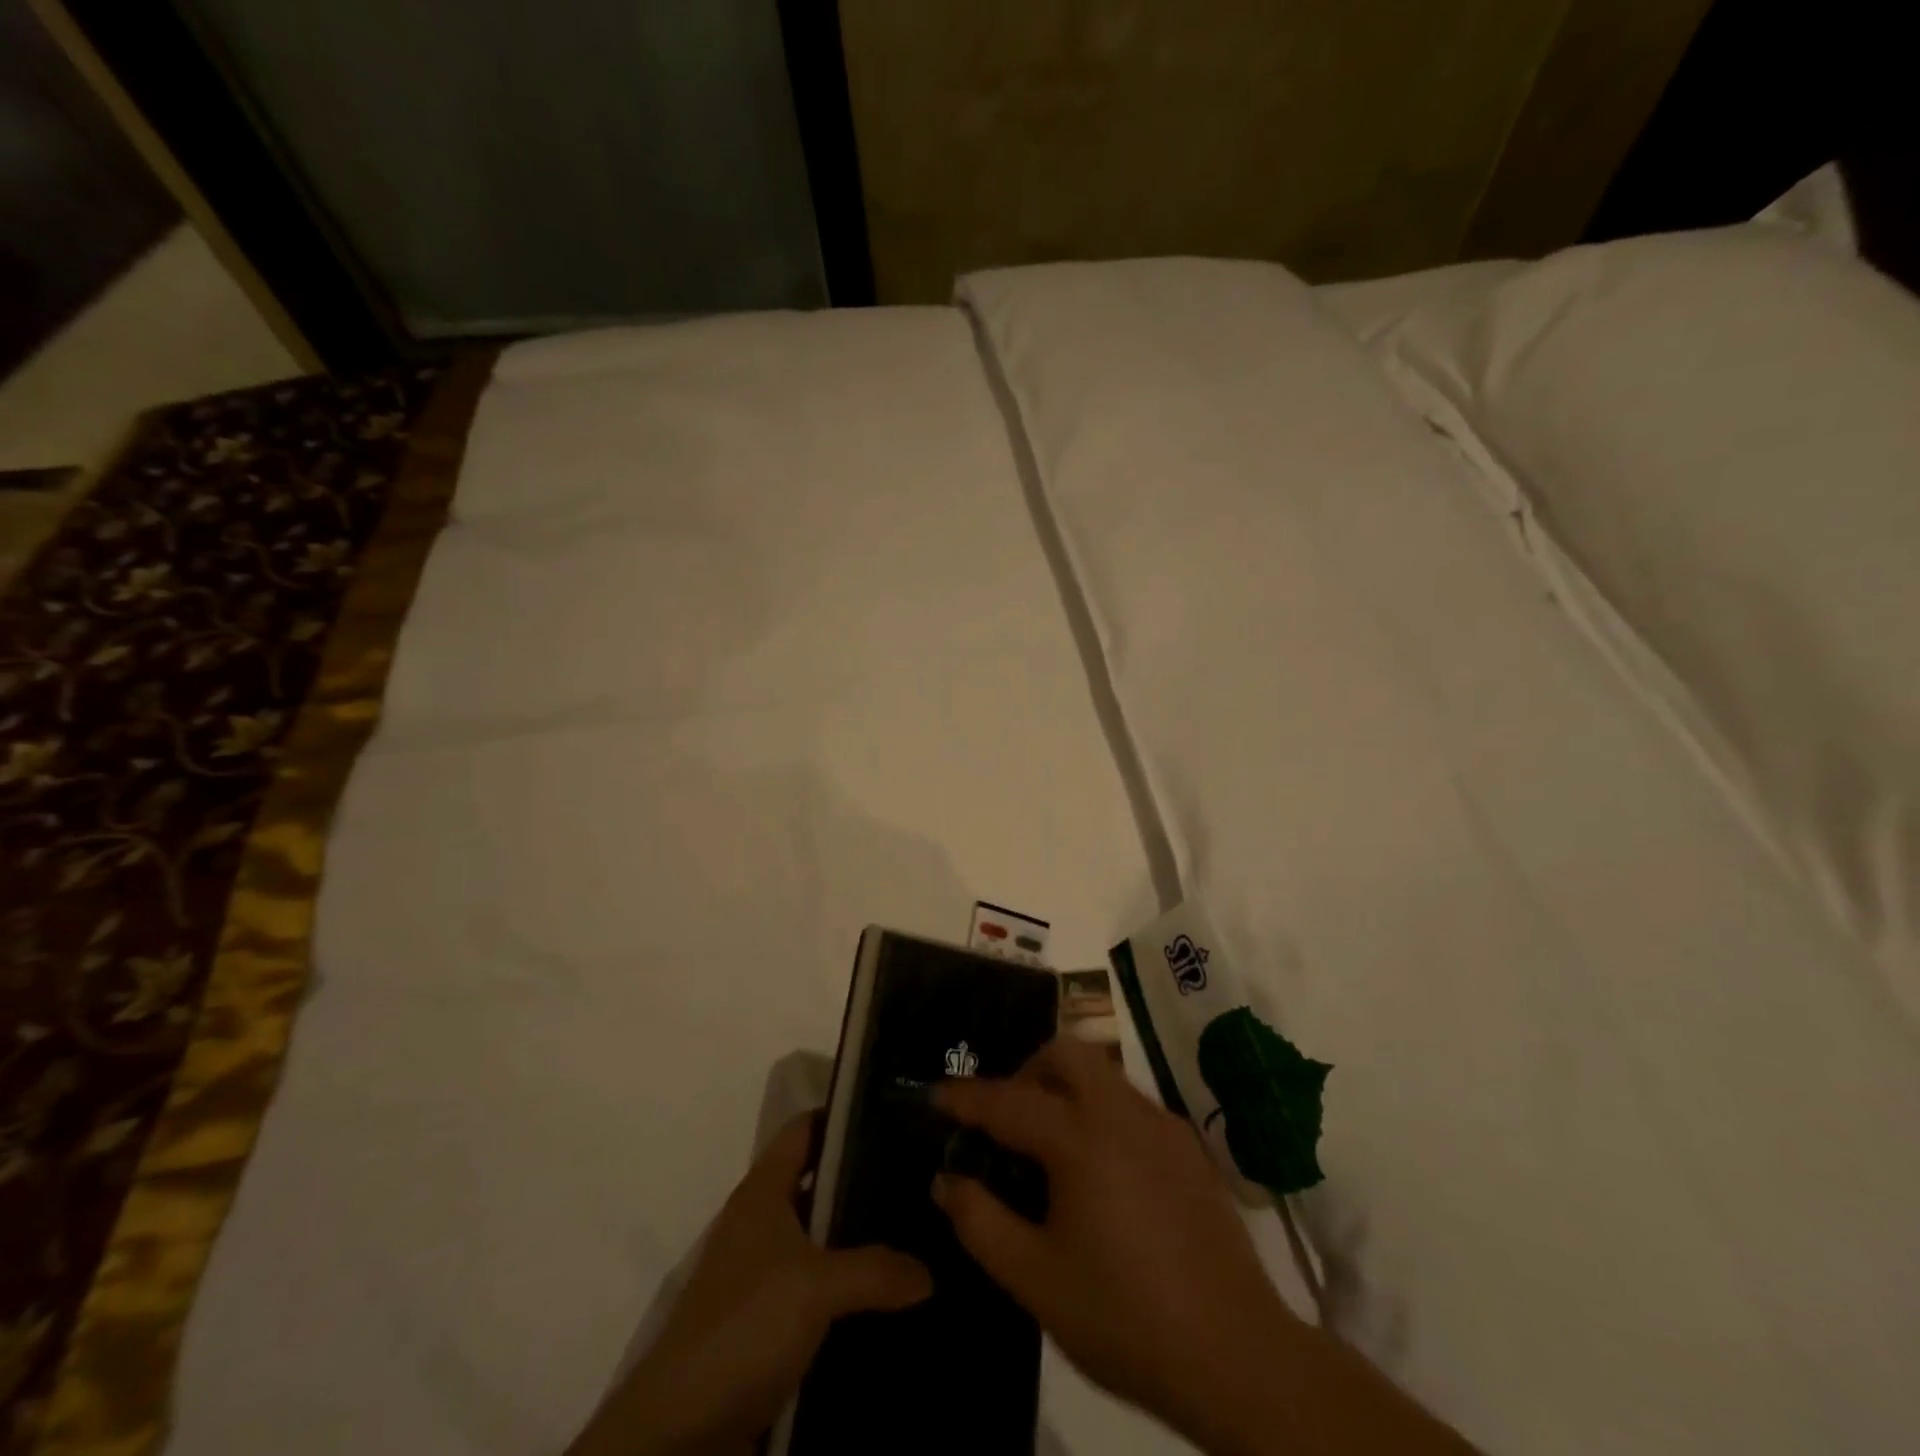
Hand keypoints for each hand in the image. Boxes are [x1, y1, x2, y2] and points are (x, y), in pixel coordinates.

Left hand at [569, 1114, 931, 1455]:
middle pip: (819, 1181)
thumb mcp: (816, 1287)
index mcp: (763, 1191)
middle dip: (865, 1180)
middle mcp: (763, 1222)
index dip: (843, 1115)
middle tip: (920, 1177)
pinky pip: (821, 1288)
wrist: (682, 1430)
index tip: (893, 1114)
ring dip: (861, 1241)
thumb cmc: (745, 1325)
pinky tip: (893, 1294)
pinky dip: (851, 1289)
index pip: (805, 1128)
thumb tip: (929, 1272)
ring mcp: (765, 1273)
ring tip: (920, 1232)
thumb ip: (876, 1270)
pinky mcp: (771, 1321)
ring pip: (824, 1238)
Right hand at [931, 1038, 1288, 1448]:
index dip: (966, 1097)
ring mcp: (1161, 1124)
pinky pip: (1130, 1103)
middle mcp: (1121, 1113)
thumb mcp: (1036, 1280)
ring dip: (1065, 1087)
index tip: (936, 1095)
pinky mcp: (1188, 1146)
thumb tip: (947, 1179)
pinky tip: (1101, 1171)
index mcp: (1079, 1139)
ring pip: (1101, 1072)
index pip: (1008, 1100)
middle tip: (1007, 1119)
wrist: (1237, 1355)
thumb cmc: (1124, 1318)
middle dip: (1026, 1070)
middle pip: (1065, 1053)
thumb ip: (982, 1222)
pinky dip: (1100, 1111)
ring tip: (1049, 1146)